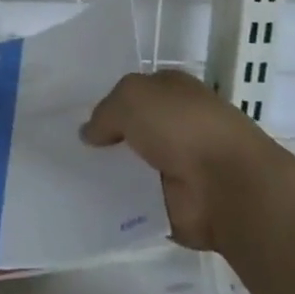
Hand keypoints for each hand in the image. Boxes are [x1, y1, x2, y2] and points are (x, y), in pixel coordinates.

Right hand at [81, 70, 285, 251]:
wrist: (228, 186)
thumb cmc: (182, 127)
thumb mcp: (131, 98)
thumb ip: (104, 112)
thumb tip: (90, 134)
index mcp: (173, 91)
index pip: (133, 93)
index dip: (106, 102)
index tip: (74, 116)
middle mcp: (176, 125)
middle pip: (129, 129)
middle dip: (103, 139)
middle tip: (65, 148)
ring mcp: (177, 165)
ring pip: (130, 165)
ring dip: (108, 172)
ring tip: (67, 175)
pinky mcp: (174, 202)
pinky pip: (135, 199)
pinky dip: (117, 202)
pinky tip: (88, 201)